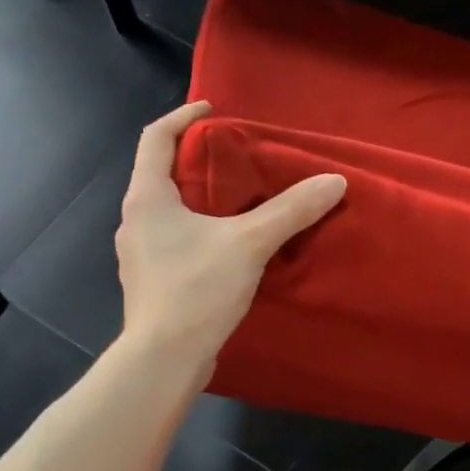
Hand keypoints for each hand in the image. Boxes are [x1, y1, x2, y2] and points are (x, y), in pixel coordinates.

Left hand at [116, 101, 345, 374]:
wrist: (165, 359)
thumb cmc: (196, 291)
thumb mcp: (249, 244)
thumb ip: (290, 211)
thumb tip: (334, 182)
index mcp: (147, 198)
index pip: (156, 138)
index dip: (183, 118)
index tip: (213, 111)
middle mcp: (135, 221)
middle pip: (162, 175)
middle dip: (197, 162)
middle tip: (236, 160)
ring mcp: (140, 255)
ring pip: (169, 213)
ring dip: (199, 201)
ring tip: (238, 205)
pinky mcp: (153, 284)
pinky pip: (175, 243)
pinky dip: (200, 234)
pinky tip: (228, 251)